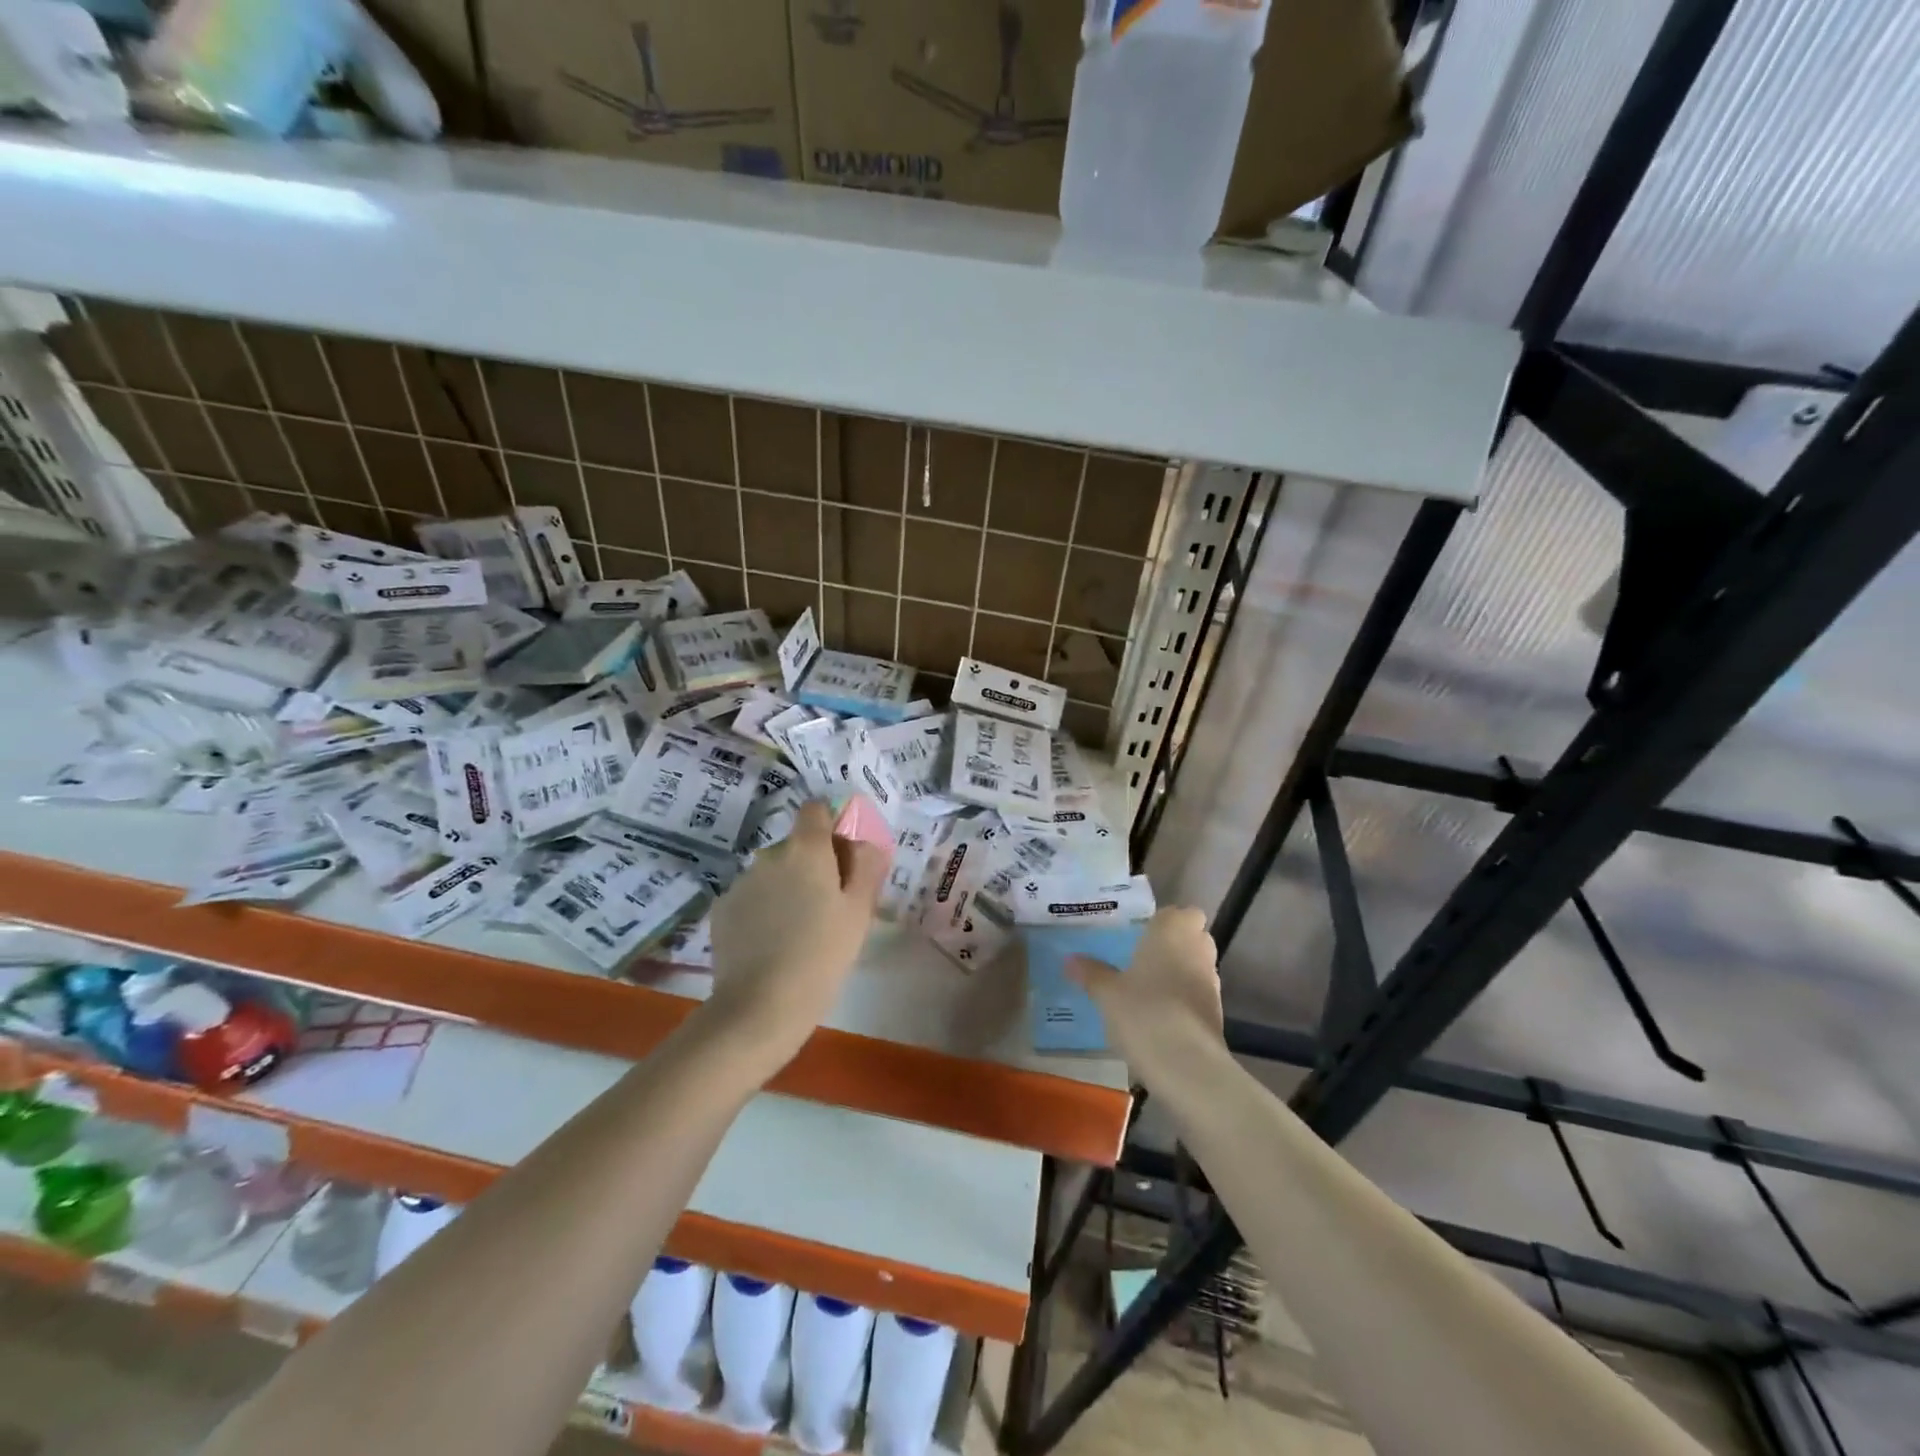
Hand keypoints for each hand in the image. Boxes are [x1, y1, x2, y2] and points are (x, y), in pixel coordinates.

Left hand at [703, 800, 888, 1069]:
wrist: (759, 1007)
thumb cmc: (822, 955)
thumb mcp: (859, 912)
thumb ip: (867, 867)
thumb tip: (864, 843)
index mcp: (806, 849)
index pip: (815, 810)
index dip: (830, 828)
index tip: (842, 860)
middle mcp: (769, 855)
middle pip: (796, 845)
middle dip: (812, 866)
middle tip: (827, 908)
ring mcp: (741, 882)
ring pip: (773, 874)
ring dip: (786, 889)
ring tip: (797, 932)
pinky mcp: (721, 910)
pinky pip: (751, 898)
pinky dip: (762, 911)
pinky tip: (770, 945)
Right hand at [1068, 907, 1222, 1071]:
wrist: (1186, 1066)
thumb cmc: (1143, 1012)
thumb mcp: (1106, 993)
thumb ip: (1090, 973)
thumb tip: (1069, 960)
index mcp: (1172, 932)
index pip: (1181, 913)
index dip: (1166, 921)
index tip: (1143, 933)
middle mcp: (1198, 950)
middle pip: (1193, 937)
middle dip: (1173, 945)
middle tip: (1140, 958)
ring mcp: (1211, 983)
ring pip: (1196, 966)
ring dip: (1178, 973)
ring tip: (1145, 989)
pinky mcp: (1216, 1014)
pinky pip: (1197, 994)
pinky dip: (1182, 999)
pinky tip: (1158, 1016)